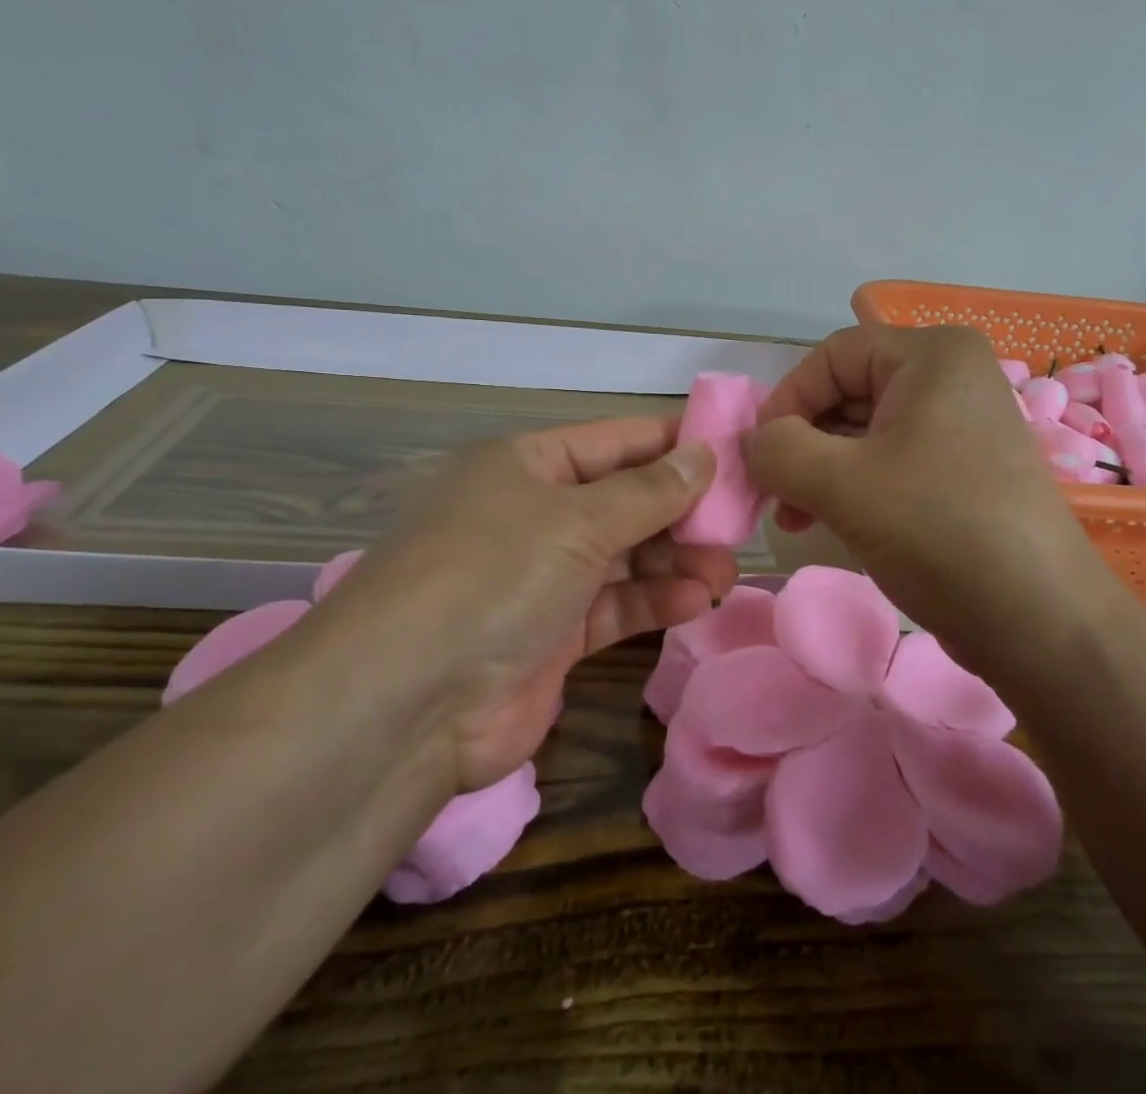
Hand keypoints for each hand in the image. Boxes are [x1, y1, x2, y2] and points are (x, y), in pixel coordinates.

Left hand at [330, 419, 734, 792]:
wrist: (405, 704)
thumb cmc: (492, 574)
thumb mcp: (576, 520)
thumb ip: (649, 491)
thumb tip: (706, 454)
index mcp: (526, 464)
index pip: (616, 441)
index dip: (674, 444)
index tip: (734, 451)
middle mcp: (533, 514)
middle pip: (624, 500)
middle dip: (682, 512)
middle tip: (739, 524)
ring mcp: (541, 577)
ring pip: (625, 557)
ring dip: (675, 561)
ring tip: (725, 570)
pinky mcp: (551, 635)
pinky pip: (615, 606)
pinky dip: (654, 601)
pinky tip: (696, 600)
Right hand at [746, 324, 1100, 654]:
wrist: (1041, 623)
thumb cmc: (939, 531)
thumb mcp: (843, 484)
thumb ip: (778, 450)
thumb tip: (753, 443)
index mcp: (933, 356)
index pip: (832, 356)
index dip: (786, 400)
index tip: (760, 456)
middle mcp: (950, 377)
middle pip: (847, 392)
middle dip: (802, 443)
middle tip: (773, 495)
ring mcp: (960, 425)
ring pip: (864, 432)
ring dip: (820, 471)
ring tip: (794, 518)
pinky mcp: (962, 469)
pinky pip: (890, 461)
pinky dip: (852, 486)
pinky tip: (828, 523)